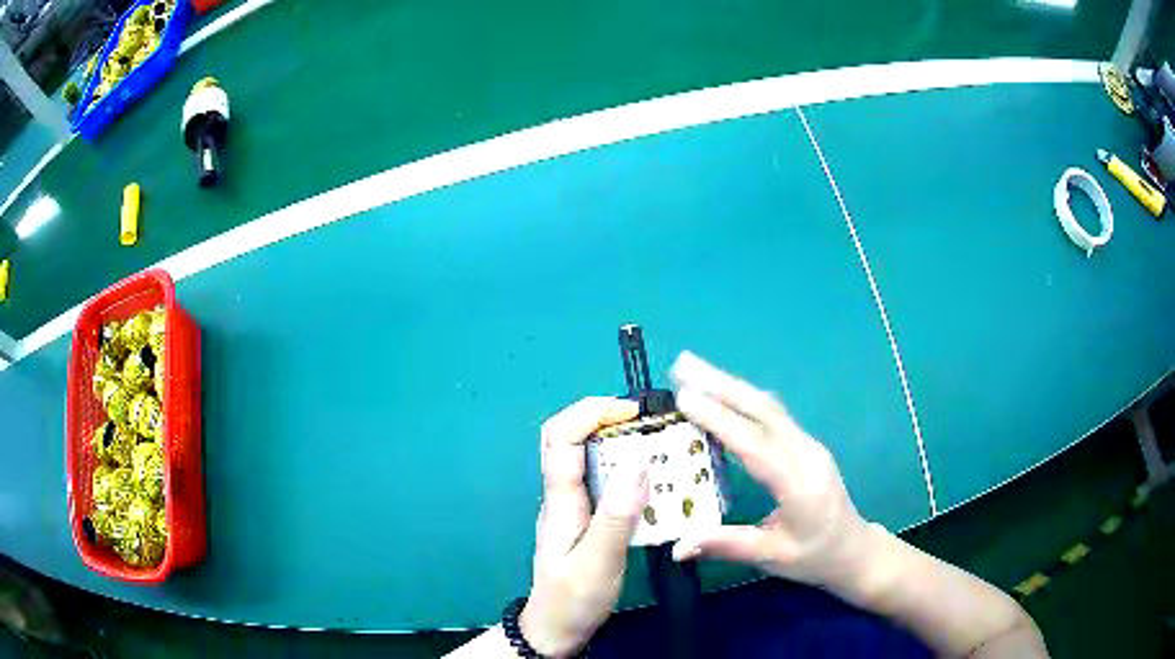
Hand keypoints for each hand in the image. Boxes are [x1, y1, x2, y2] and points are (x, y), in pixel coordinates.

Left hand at [520, 397, 649, 657]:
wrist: (556, 630)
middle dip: (604, 419)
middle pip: (568, 438)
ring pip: (586, 457)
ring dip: (617, 442)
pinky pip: (601, 480)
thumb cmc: (573, 599)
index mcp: (560, 500)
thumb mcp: (598, 562)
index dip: (591, 412)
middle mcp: (562, 495)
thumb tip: (638, 460)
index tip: (632, 412)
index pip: (561, 436)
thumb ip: (617, 515)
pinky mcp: (585, 518)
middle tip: (647, 423)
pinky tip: (651, 481)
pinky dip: (624, 469)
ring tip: (656, 445)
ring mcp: (572, 506)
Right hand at [668, 352, 874, 590]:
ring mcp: (809, 445)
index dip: (720, 420)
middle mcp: (806, 454)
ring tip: (693, 368)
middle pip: (763, 411)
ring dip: (731, 384)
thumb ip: (726, 545)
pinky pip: (773, 414)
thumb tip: (677, 547)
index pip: (755, 445)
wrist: (852, 548)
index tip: (685, 398)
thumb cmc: (813, 556)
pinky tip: (722, 391)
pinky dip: (743, 398)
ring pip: (768, 406)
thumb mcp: (770, 557)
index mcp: (798, 485)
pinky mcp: (806, 444)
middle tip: (681, 364)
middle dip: (721, 384)